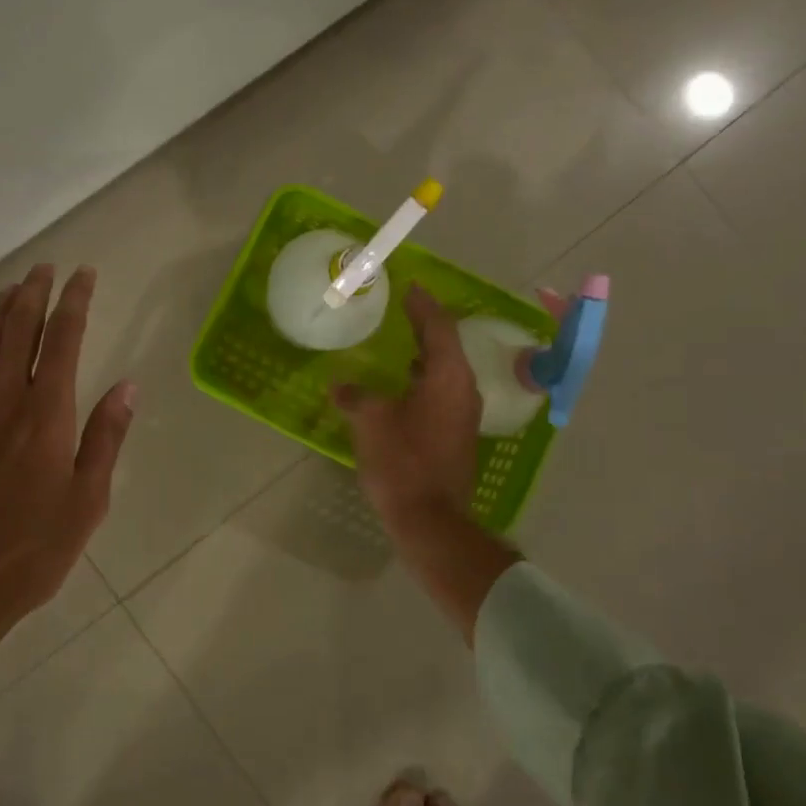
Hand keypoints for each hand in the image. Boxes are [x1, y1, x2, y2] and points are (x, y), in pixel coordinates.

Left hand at [0, 264, 135, 687]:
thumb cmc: (29, 552)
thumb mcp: (86, 502)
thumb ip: (105, 439)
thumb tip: (128, 386)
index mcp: (46, 415)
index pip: (63, 340)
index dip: (75, 302)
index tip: (84, 275)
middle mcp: (3, 402)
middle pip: (17, 331)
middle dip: (33, 294)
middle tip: (44, 268)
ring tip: (11, 289)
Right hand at [336, 284, 481, 532]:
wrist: (430, 518)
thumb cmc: (402, 461)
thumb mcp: (370, 421)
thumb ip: (356, 395)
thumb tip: (341, 385)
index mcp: (448, 376)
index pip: (439, 327)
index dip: (423, 305)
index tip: (410, 286)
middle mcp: (464, 389)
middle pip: (446, 346)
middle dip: (425, 325)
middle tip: (404, 308)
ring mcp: (464, 414)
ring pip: (446, 370)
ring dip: (426, 353)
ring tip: (402, 341)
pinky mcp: (457, 434)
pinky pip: (443, 391)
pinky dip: (425, 377)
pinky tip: (403, 384)